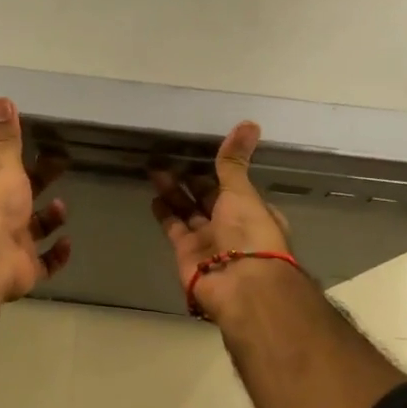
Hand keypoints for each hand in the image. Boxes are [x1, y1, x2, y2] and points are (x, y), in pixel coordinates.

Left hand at [0, 98, 71, 301]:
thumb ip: (6, 137)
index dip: (16, 164)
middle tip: (61, 169)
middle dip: (39, 186)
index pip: (0, 174)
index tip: (40, 151)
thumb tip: (1, 99)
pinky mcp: (25, 269)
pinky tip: (67, 243)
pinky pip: (45, 263)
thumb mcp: (4, 166)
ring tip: (62, 206)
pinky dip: (57, 255)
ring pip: (33, 232)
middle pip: (21, 200)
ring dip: (49, 220)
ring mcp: (11, 245)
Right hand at [150, 121, 293, 321]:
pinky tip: (154, 196)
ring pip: (188, 210)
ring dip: (173, 191)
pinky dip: (164, 213)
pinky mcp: (186, 253)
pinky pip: (174, 228)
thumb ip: (234, 160)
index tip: (201, 152)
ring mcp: (208, 241)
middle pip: (208, 198)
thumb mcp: (242, 191)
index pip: (234, 187)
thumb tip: (249, 123)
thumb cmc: (250, 234)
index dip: (218, 172)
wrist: (240, 285)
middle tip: (169, 156)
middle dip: (191, 179)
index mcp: (252, 212)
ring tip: (154, 168)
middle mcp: (231, 226)